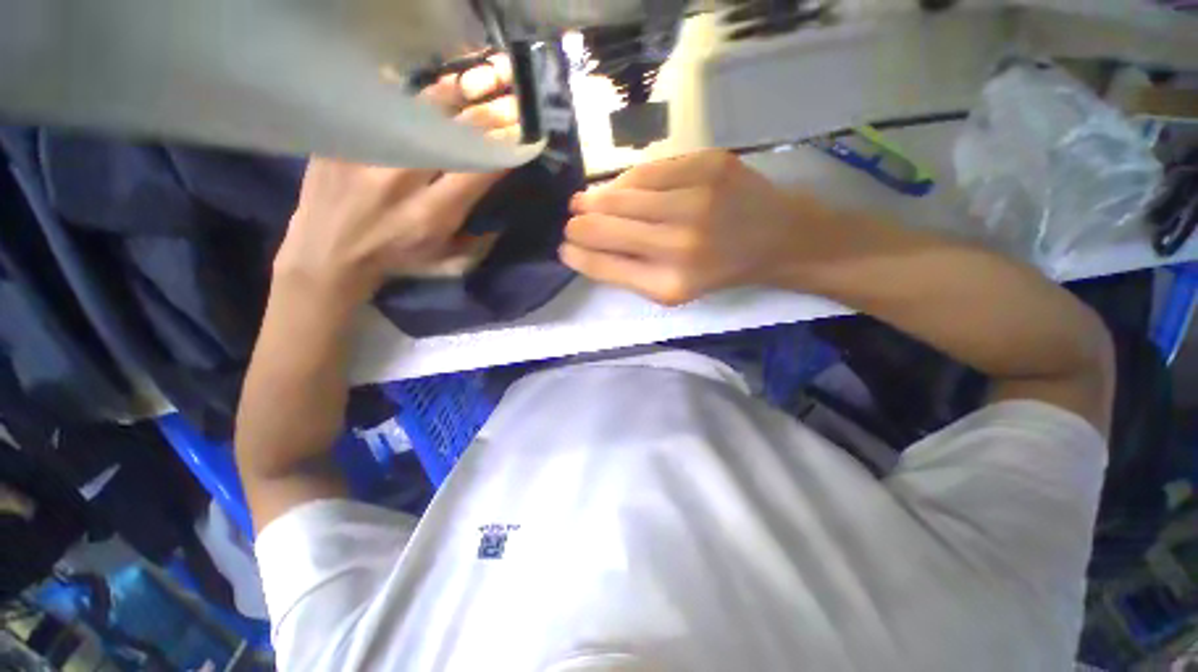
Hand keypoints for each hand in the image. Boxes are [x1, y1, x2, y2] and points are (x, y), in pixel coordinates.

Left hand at [274, 57, 519, 304]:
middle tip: (511, 98)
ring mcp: (368, 152)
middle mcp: (401, 179)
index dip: (504, 147)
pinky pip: (381, 101)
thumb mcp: (448, 264)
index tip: (523, 134)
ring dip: (455, 93)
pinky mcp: (342, 137)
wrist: (328, 253)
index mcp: (431, 214)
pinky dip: (411, 92)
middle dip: (489, 112)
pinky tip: (429, 88)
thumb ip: (480, 243)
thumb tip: (502, 217)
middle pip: (453, 131)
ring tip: (477, 80)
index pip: (477, 169)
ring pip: (419, 107)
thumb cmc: (398, 260)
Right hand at [562, 150, 837, 305]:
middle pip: (607, 227)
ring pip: (623, 195)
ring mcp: (696, 199)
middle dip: (580, 224)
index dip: (578, 254)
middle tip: (571, 219)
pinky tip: (623, 187)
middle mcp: (680, 243)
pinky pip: (649, 170)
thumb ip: (629, 273)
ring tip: (584, 201)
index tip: (565, 248)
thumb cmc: (719, 270)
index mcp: (670, 283)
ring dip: (597, 198)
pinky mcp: (709, 164)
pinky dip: (629, 180)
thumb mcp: (674, 289)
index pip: (605, 265)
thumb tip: (586, 249)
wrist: (777, 238)